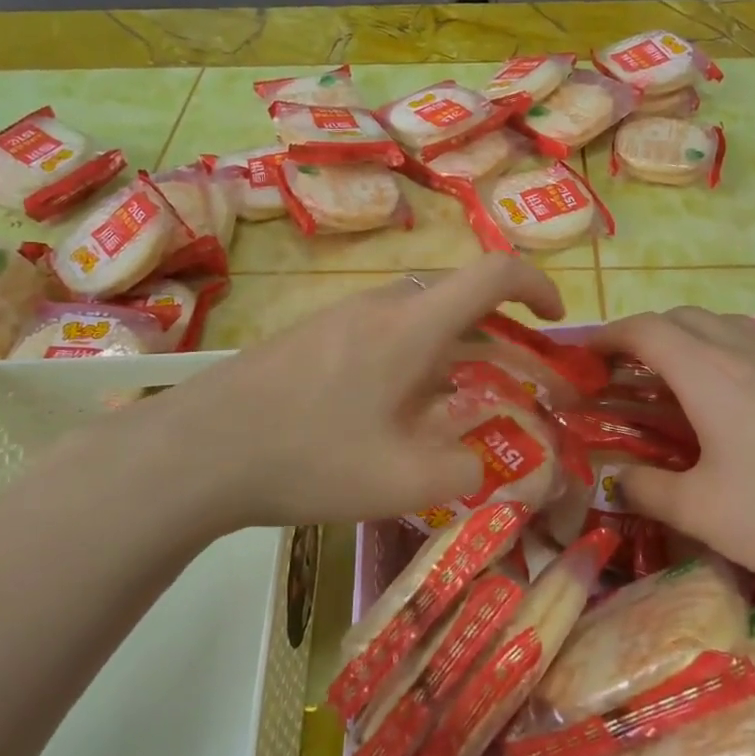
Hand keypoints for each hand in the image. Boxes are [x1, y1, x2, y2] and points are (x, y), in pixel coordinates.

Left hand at [115, 256, 565, 530]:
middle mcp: (381, 306)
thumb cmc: (310, 458)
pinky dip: (415, 359)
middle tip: (519, 384)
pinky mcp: (312, 336)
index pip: (493, 274)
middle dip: (502, 337)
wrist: (197, 450)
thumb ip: (469, 471)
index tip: (557, 321)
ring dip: (456, 351)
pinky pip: (383, 333)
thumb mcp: (403, 481)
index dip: (537, 287)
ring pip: (419, 318)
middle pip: (459, 299)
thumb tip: (497, 467)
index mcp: (413, 326)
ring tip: (462, 405)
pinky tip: (397, 412)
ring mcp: (340, 318)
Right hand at [590, 308, 754, 621]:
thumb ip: (647, 489)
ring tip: (677, 383)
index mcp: (709, 371)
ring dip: (690, 340)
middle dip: (645, 336)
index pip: (644, 329)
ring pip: (725, 325)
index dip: (607, 336)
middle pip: (683, 318)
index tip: (583, 356)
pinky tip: (737, 397)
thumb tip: (618, 480)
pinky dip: (729, 351)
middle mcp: (749, 348)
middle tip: (625, 375)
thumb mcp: (701, 512)